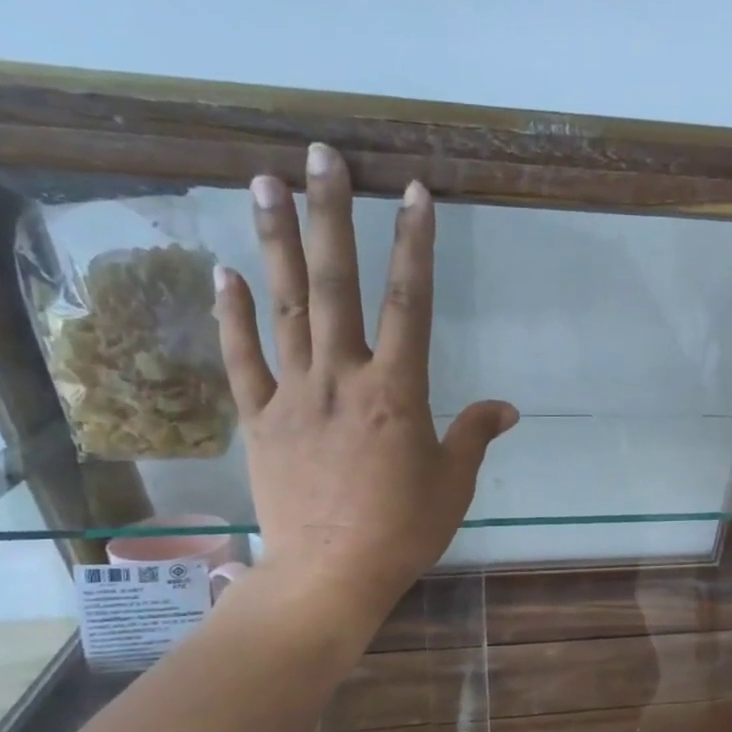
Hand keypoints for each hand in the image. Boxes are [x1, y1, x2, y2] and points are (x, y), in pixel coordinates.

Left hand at [214, 144, 517, 609]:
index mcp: (398, 392)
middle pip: (337, 285)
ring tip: (263, 181)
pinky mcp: (260, 420)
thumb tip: (507, 408)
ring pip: (284, 307)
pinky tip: (224, 273)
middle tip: (322, 157)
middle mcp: (343, 378)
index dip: (414, 245)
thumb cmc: (404, 531)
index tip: (413, 193)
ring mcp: (294, 395)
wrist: (330, 575)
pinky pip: (243, 360)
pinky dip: (232, 317)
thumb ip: (474, 435)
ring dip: (275, 242)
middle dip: (332, 216)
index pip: (411, 303)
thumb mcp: (454, 483)